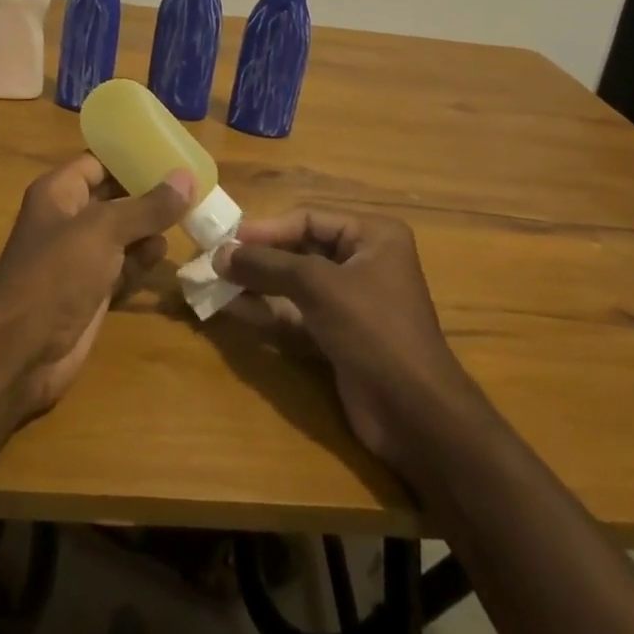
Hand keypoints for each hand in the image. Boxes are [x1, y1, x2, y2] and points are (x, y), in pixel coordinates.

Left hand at [0, 155, 191, 419]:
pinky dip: (141, 259)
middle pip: (113, 197)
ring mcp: (79, 257)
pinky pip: (122, 265)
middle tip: (190, 185)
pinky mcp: (91, 290)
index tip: (170, 151)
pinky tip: (164, 253)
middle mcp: (68, 219)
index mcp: (59, 192)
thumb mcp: (104, 231)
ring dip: (149, 228)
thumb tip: (187, 178)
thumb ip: (147, 206)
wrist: (22, 352)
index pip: (98, 162)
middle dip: (147, 193)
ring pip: (121, 233)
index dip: (130, 156)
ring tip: (185, 217)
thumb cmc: (56, 273)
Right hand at [216, 209, 466, 478]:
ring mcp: (353, 301)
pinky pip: (298, 313)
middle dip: (260, 257)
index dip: (266, 229)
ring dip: (259, 284)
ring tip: (217, 283)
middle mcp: (365, 261)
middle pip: (301, 249)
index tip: (226, 239)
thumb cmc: (373, 330)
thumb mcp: (318, 286)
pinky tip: (235, 309)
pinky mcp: (341, 335)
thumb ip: (267, 265)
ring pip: (296, 283)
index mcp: (373, 236)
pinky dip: (269, 311)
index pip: (309, 219)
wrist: (416, 415)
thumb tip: (219, 254)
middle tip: (217, 261)